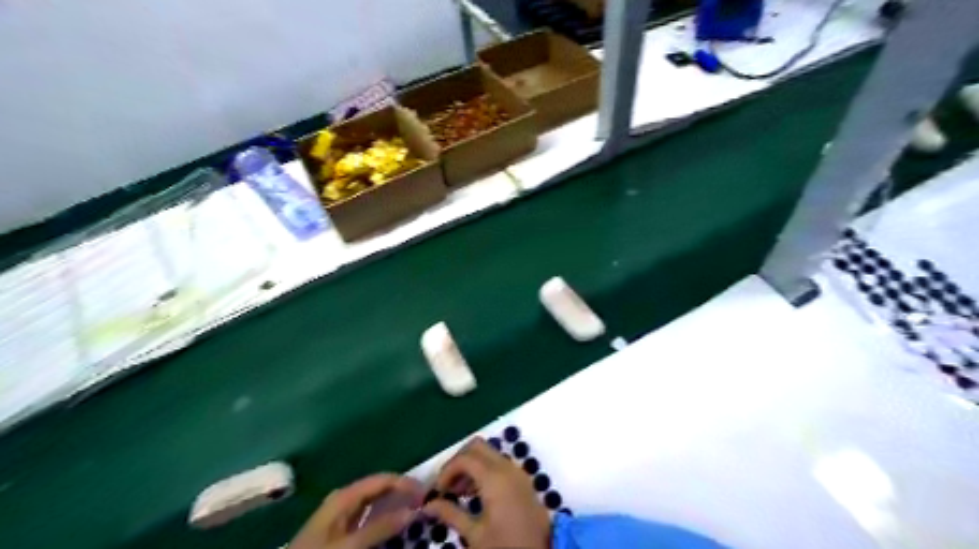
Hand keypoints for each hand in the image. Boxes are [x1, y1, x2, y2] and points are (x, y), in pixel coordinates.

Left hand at [294, 473, 425, 548]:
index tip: (427, 495)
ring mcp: (341, 516)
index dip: (406, 484)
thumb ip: (379, 528)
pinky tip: (394, 530)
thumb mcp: (348, 546)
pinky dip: (384, 521)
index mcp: (345, 496)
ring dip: (395, 508)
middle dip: (402, 494)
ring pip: (375, 504)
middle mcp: (345, 500)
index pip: (383, 480)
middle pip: (380, 489)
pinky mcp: (340, 532)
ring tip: (415, 516)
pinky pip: (369, 519)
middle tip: (426, 505)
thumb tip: (412, 511)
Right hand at [425, 440, 553, 548]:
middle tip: (447, 486)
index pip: (464, 458)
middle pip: (477, 446)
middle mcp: (506, 467)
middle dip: (458, 462)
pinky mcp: (522, 479)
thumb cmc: (507, 545)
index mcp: (494, 477)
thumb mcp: (475, 534)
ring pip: (488, 453)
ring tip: (458, 494)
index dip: (447, 471)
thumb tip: (427, 506)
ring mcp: (517, 471)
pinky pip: (499, 463)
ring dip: (471, 466)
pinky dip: (484, 470)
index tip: (438, 491)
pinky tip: (476, 494)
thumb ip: (450, 515)